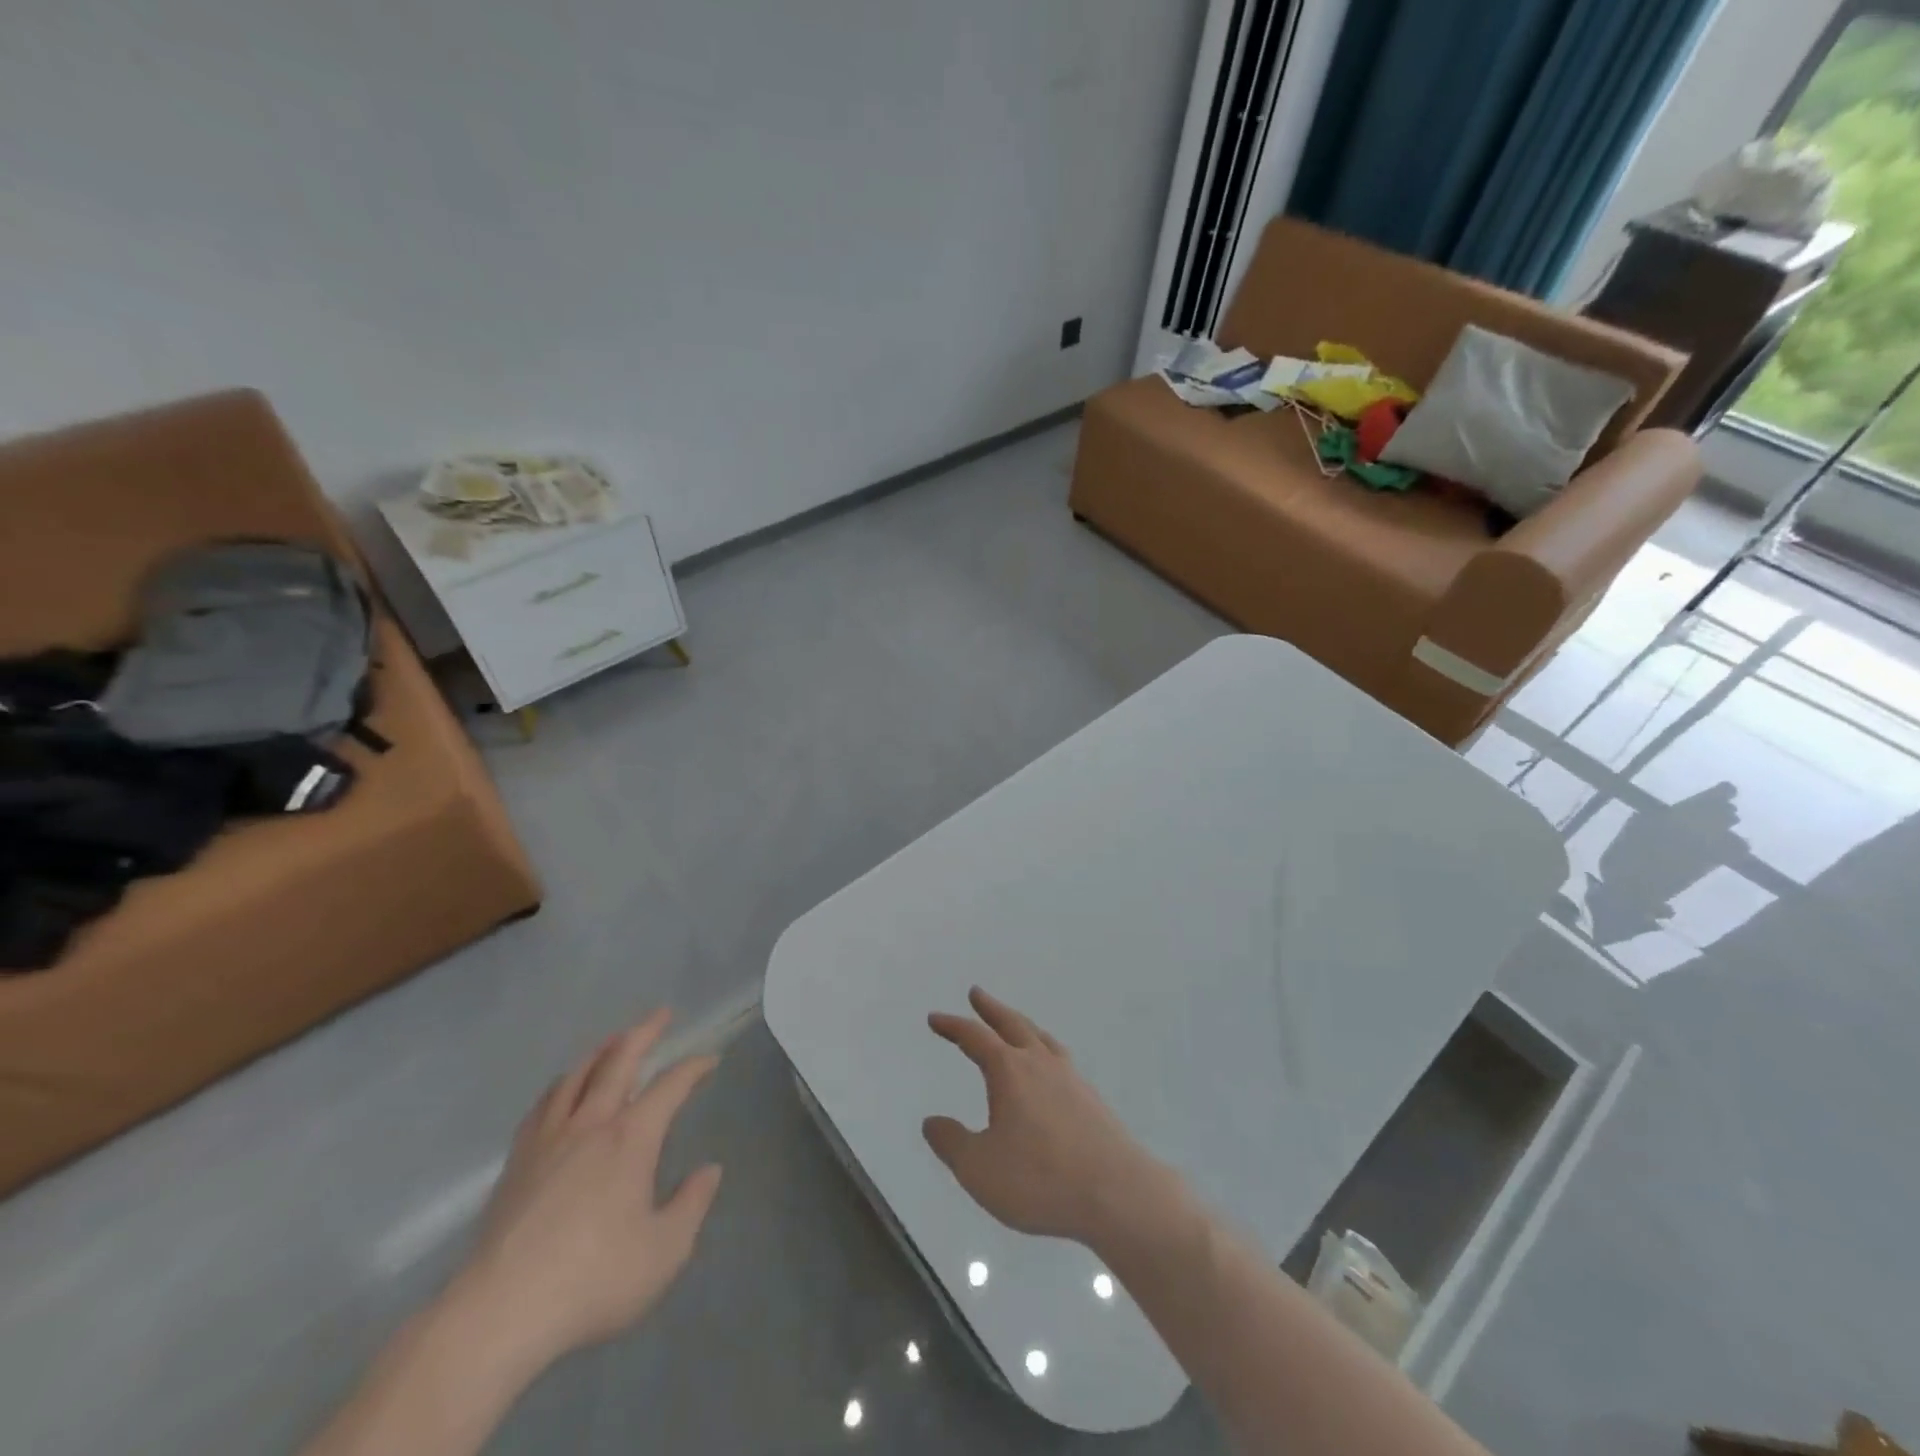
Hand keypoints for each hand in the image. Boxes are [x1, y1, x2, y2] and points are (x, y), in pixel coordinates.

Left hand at [451, 1010, 723, 1373]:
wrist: (498, 1313)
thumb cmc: (592, 1280)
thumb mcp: (664, 1251)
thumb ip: (691, 1205)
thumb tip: (710, 1170)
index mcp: (631, 1138)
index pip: (670, 1086)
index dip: (694, 1067)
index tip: (710, 1060)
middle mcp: (591, 1124)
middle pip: (618, 1061)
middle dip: (644, 1032)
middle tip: (661, 1014)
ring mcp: (548, 1140)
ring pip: (576, 1076)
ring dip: (600, 1050)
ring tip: (613, 1040)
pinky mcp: (516, 1163)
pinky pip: (542, 1105)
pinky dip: (561, 1085)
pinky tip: (561, 1090)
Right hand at [922, 987, 1172, 1245]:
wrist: (1117, 1194)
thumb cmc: (1040, 1179)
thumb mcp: (979, 1169)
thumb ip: (952, 1143)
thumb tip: (931, 1121)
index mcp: (1010, 1072)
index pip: (975, 1038)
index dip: (953, 1026)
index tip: (935, 1018)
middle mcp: (1040, 1064)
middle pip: (1012, 1024)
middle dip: (991, 1008)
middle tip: (977, 993)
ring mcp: (1071, 1079)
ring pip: (1041, 1038)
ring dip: (1021, 1025)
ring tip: (1014, 1023)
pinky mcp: (1092, 1100)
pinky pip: (1060, 1059)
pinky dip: (1045, 1050)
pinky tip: (1049, 1068)